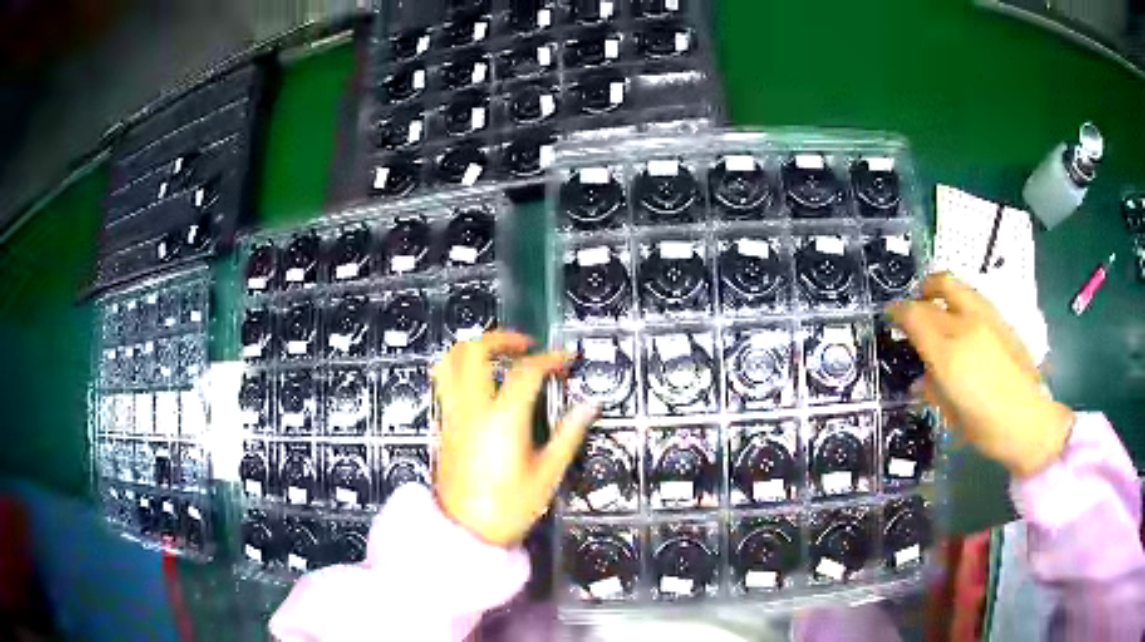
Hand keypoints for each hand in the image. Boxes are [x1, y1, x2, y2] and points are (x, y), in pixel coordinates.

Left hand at [432, 331, 599, 546]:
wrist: (465, 533)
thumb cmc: (508, 508)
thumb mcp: (547, 474)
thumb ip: (569, 434)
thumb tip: (589, 406)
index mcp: (503, 419)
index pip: (527, 371)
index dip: (550, 359)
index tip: (565, 360)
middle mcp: (472, 409)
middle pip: (475, 350)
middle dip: (502, 338)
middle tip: (526, 346)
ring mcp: (452, 415)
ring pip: (450, 361)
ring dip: (474, 348)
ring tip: (498, 356)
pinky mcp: (443, 425)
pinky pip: (444, 382)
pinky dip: (459, 368)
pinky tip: (479, 382)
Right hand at [888, 273, 1072, 477]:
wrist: (1029, 421)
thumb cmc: (986, 428)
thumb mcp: (951, 414)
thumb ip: (933, 387)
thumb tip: (923, 377)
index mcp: (949, 353)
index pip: (915, 315)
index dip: (898, 311)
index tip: (890, 315)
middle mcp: (966, 325)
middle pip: (935, 291)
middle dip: (918, 296)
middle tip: (912, 308)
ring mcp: (987, 318)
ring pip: (956, 284)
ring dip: (939, 289)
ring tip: (935, 305)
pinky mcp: (1002, 319)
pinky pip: (973, 297)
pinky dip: (959, 300)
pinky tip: (961, 322)